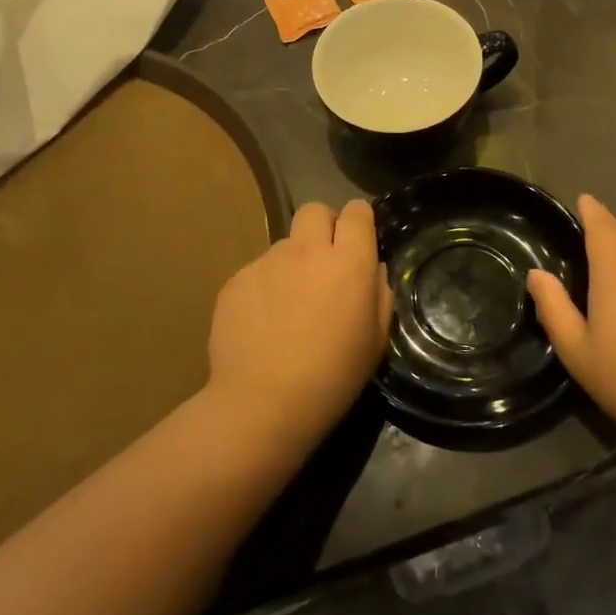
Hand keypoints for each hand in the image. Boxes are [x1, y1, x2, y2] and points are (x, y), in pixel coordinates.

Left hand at [206, 200, 392, 443]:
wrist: (262, 403)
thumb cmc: (332, 377)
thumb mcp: (375, 341)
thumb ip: (379, 294)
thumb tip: (372, 268)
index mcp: (348, 263)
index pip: (357, 212)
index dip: (359, 221)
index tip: (358, 240)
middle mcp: (307, 251)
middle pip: (315, 211)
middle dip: (323, 226)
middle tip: (324, 261)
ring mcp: (267, 262)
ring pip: (285, 244)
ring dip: (293, 262)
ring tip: (288, 305)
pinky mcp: (236, 280)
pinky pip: (257, 271)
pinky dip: (264, 288)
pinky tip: (263, 323)